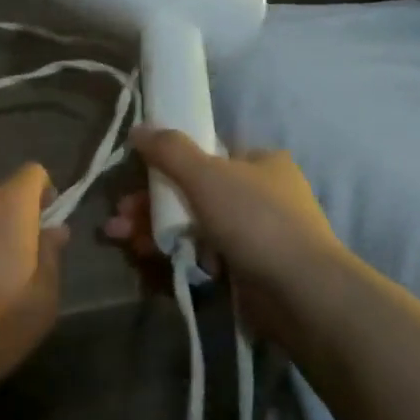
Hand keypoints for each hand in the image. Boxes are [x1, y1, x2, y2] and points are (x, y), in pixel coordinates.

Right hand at [103, 127, 342, 342]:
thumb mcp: (206, 174)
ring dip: (153, 228)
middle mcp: (260, 195)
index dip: (168, 163)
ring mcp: (254, 234)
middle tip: (119, 215)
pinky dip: (175, 253)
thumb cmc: (255, 219)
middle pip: (192, 192)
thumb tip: (138, 128)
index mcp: (261, 163)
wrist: (300, 291)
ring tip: (120, 238)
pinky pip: (201, 254)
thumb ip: (169, 149)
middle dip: (150, 203)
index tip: (136, 177)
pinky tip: (148, 258)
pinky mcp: (246, 268)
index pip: (208, 155)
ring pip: (192, 224)